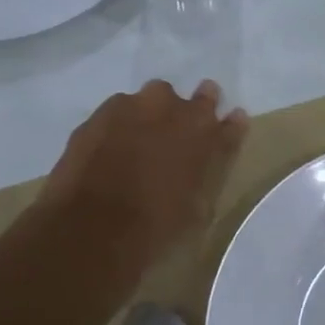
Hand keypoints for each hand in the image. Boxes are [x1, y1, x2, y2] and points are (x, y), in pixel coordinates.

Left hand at [38, 80, 248, 272]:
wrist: (93, 227)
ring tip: (143, 138)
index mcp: (206, 136)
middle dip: (195, 110)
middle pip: (198, 98)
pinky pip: (120, 109)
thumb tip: (210, 157)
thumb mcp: (197, 208)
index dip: (231, 126)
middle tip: (182, 132)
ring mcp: (136, 106)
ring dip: (156, 112)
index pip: (231, 123)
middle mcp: (176, 111)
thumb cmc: (155, 228)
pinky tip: (112, 144)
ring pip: (154, 96)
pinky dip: (122, 122)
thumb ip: (209, 173)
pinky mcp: (101, 113)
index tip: (229, 125)